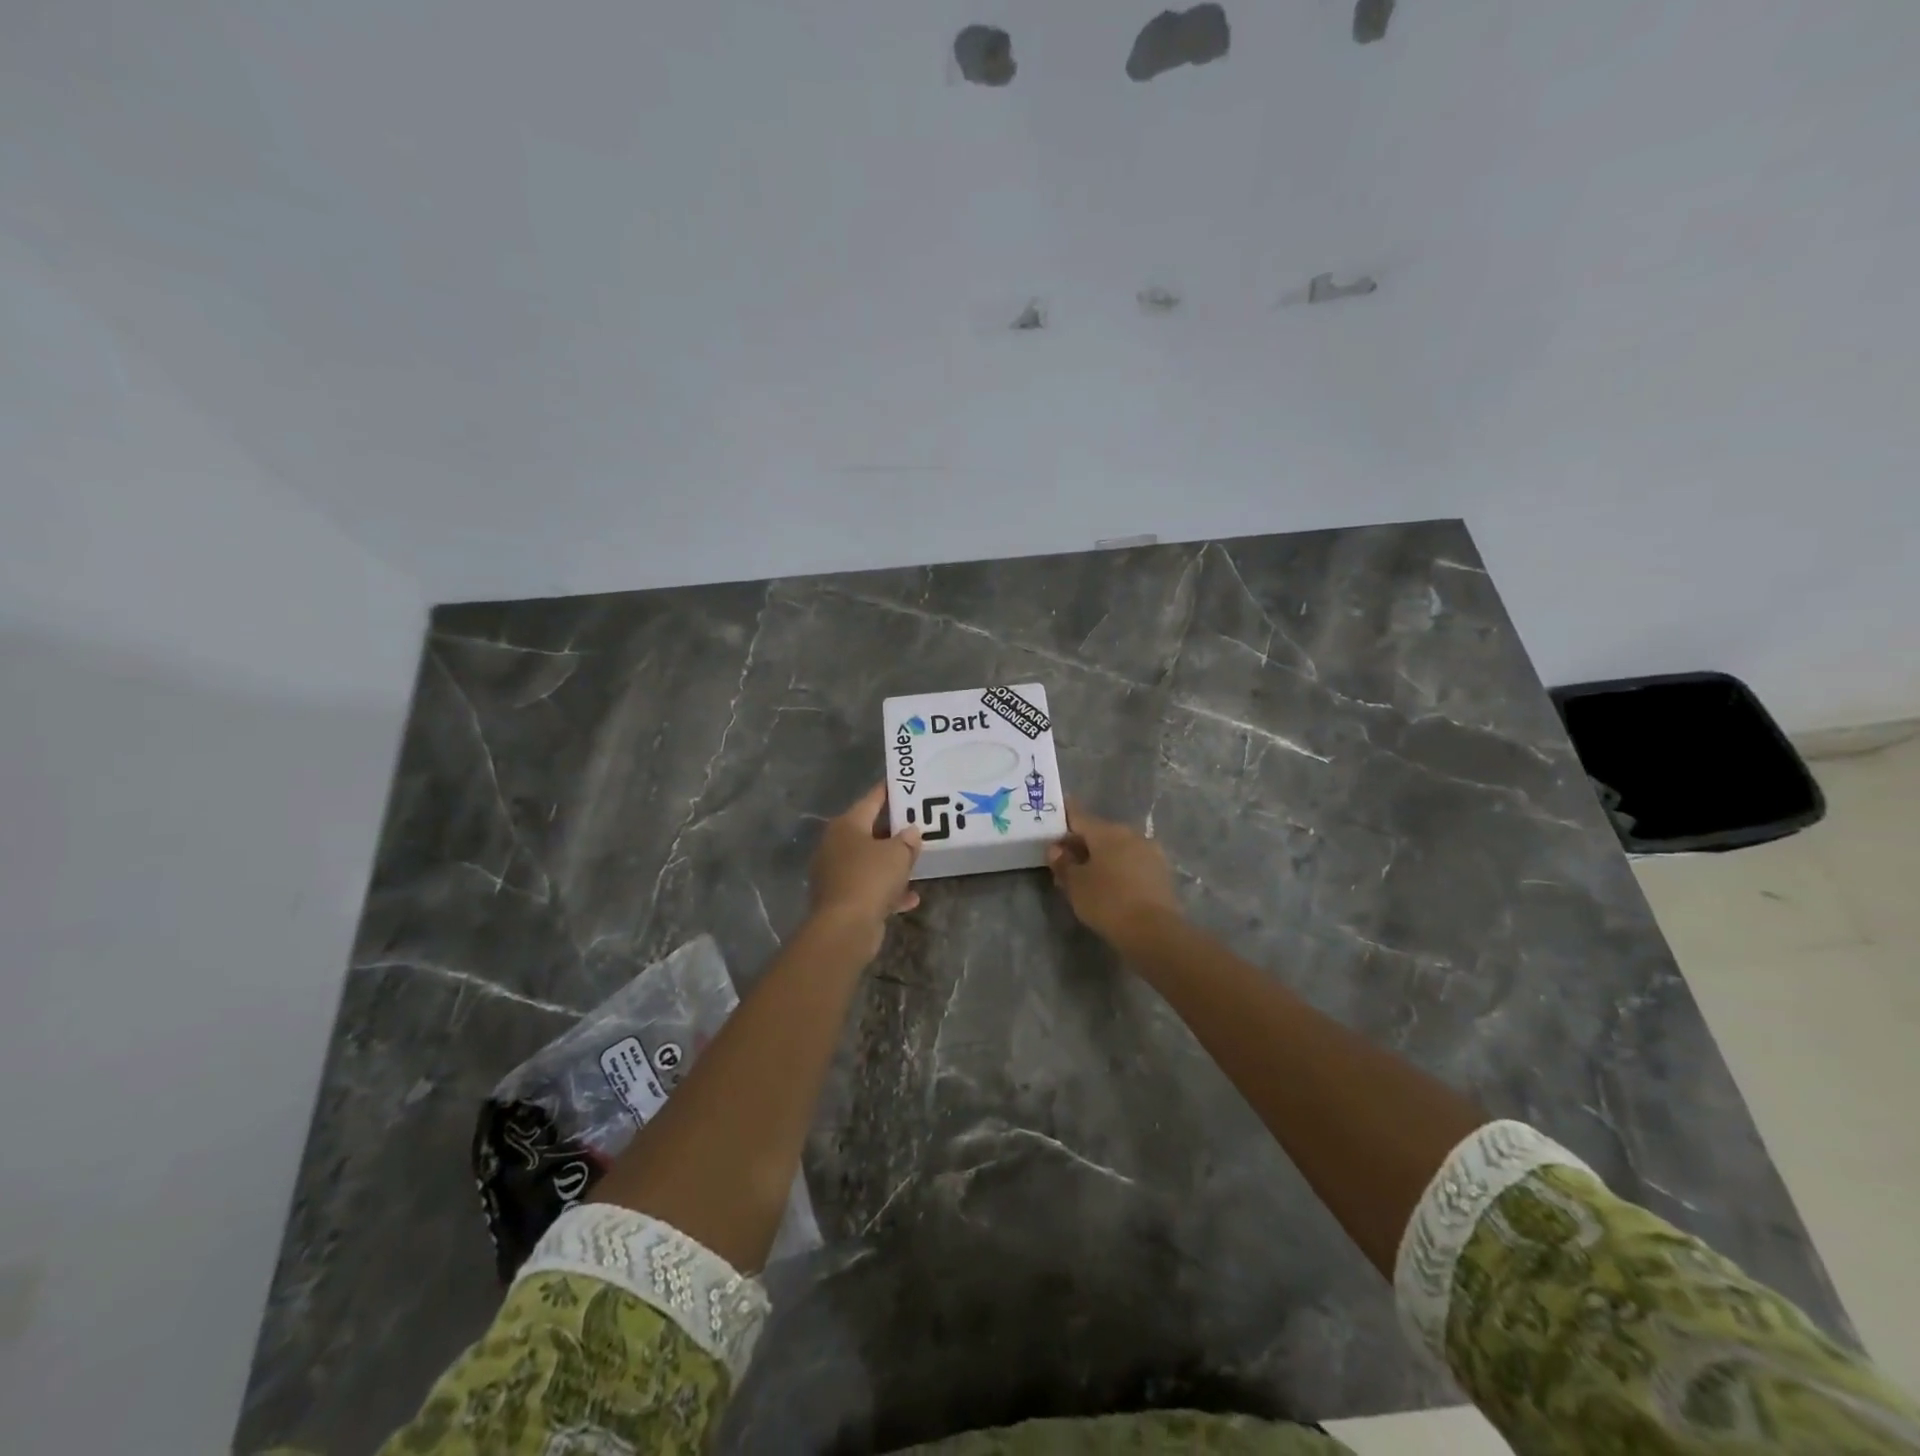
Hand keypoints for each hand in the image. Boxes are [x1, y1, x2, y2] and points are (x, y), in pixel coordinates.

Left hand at [808, 784, 921, 955]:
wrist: (844, 927)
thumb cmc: (870, 878)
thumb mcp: (897, 854)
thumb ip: (907, 840)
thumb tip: (910, 832)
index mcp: (847, 825)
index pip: (871, 800)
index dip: (888, 792)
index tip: (904, 785)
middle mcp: (836, 845)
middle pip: (869, 831)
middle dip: (893, 831)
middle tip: (917, 825)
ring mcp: (836, 873)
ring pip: (869, 861)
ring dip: (891, 864)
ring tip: (915, 862)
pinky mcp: (841, 898)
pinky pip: (869, 887)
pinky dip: (887, 890)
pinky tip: (910, 898)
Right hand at [1047, 799, 1181, 945]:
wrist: (1154, 931)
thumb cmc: (1107, 902)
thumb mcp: (1075, 885)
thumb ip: (1063, 863)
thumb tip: (1055, 849)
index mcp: (1106, 831)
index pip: (1079, 817)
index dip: (1064, 817)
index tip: (1053, 817)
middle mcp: (1130, 834)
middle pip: (1099, 832)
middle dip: (1081, 843)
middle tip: (1064, 858)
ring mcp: (1150, 851)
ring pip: (1118, 848)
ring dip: (1101, 856)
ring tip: (1086, 875)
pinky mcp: (1162, 872)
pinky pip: (1132, 862)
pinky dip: (1119, 868)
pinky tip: (1110, 885)